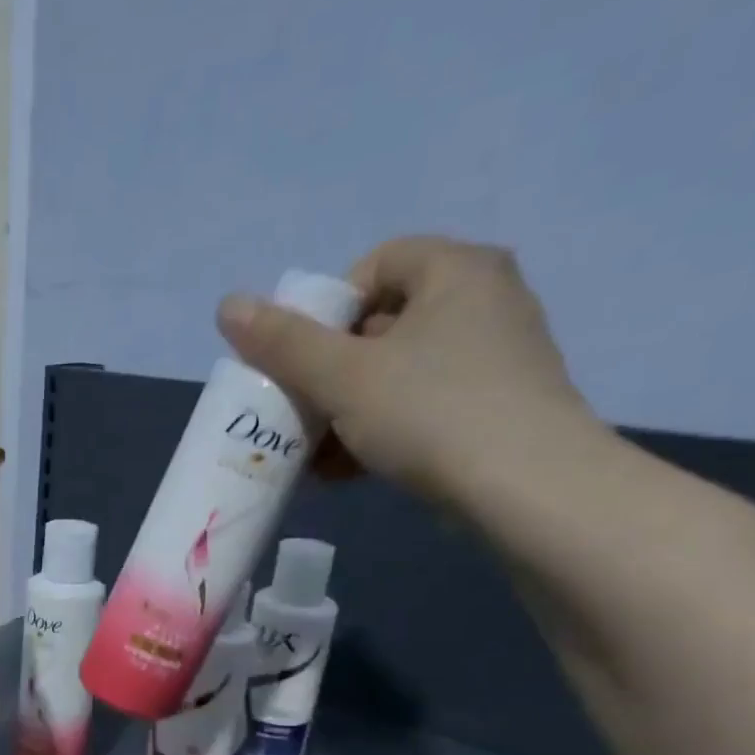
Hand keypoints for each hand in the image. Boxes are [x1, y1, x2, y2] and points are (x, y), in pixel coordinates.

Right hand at [216, 236, 602, 499]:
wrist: (527, 490)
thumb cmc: (431, 413)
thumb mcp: (343, 377)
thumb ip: (283, 343)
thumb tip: (228, 305)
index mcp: (456, 270)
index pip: (375, 265)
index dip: (326, 309)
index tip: (303, 360)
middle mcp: (484, 301)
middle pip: (381, 324)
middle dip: (329, 373)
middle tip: (300, 413)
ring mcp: (495, 358)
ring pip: (397, 373)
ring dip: (347, 412)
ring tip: (314, 456)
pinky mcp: (496, 408)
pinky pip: (422, 407)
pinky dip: (381, 431)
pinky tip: (348, 471)